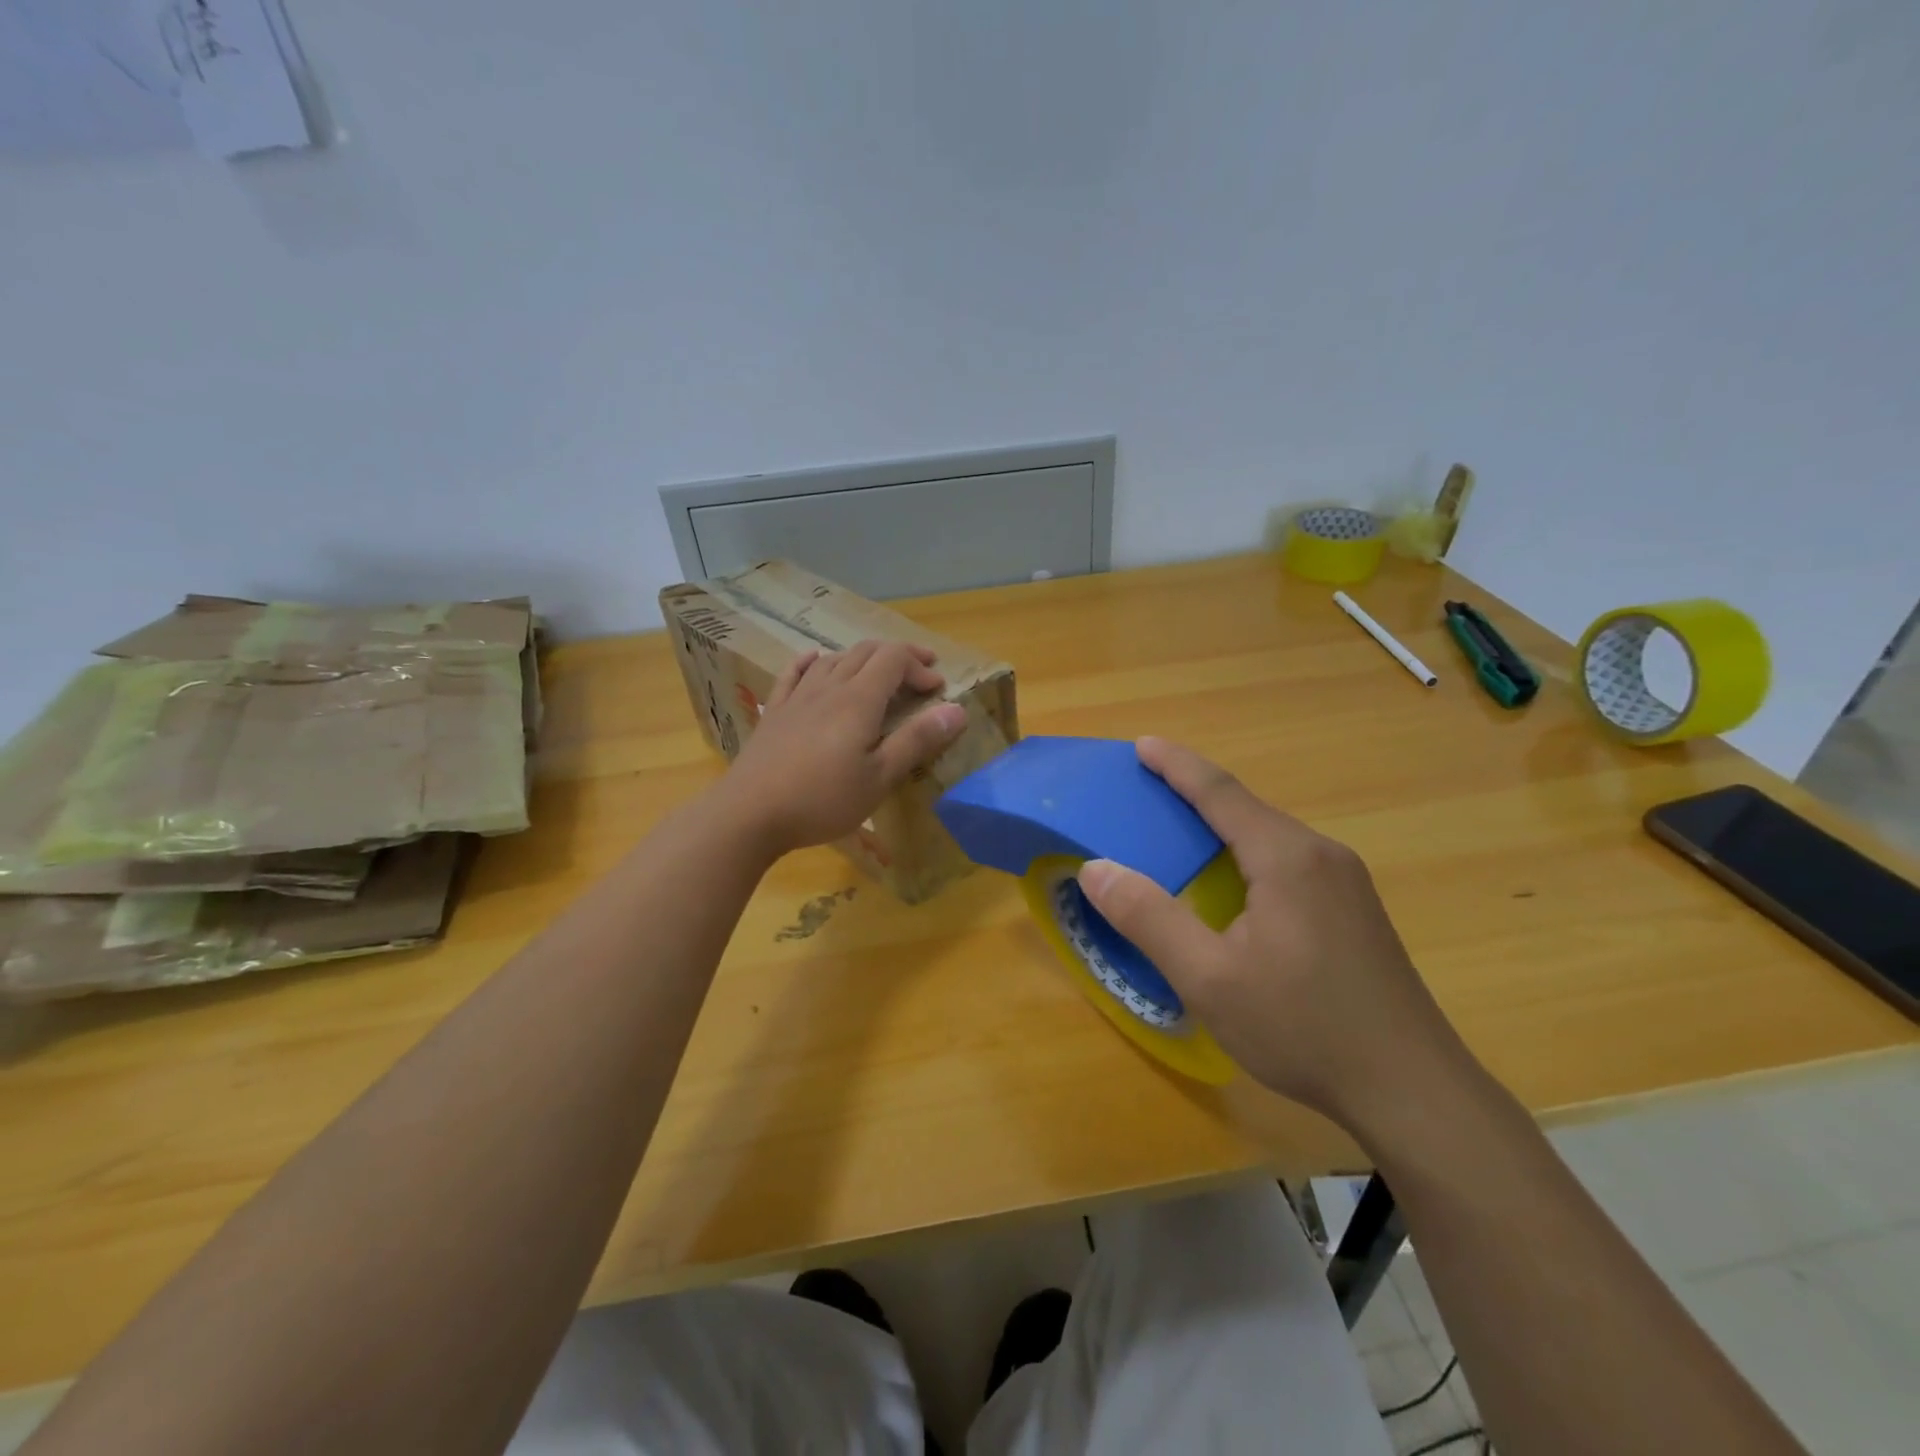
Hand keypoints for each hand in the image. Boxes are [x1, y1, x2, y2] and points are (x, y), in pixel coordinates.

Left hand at [721, 640, 967, 854]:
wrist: (749, 813)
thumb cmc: (822, 800)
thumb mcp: (879, 778)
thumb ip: (917, 741)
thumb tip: (957, 710)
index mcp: (858, 700)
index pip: (894, 659)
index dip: (919, 666)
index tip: (938, 689)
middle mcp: (828, 687)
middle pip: (866, 652)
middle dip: (898, 657)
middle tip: (920, 673)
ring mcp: (797, 697)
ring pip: (834, 659)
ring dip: (863, 658)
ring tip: (878, 674)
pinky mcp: (775, 712)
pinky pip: (794, 673)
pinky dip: (812, 661)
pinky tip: (814, 660)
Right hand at [1076, 737, 1473, 1134]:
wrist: (1415, 1092)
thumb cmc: (1303, 1028)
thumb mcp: (1208, 977)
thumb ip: (1148, 918)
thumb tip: (1095, 869)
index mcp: (1286, 857)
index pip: (1220, 792)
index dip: (1176, 765)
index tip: (1141, 744)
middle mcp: (1321, 855)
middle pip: (1247, 808)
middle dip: (1195, 792)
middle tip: (1148, 788)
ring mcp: (1347, 883)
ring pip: (1270, 836)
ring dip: (1223, 825)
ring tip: (1182, 830)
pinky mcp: (1355, 911)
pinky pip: (1289, 862)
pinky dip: (1247, 853)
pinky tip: (1234, 882)